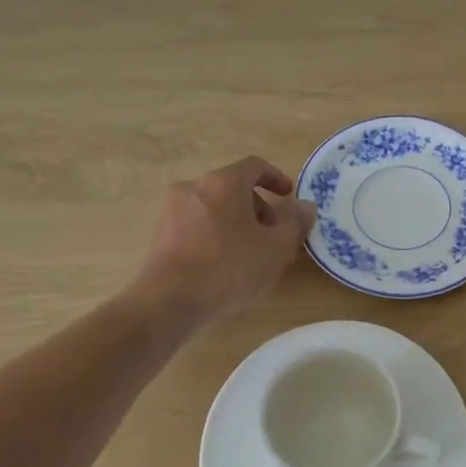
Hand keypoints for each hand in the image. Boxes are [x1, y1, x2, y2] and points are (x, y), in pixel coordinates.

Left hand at [135, 156, 316, 326]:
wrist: (168, 301)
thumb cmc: (229, 267)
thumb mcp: (275, 248)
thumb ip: (294, 223)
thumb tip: (305, 206)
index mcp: (224, 182)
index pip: (255, 166)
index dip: (276, 177)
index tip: (288, 196)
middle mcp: (194, 187)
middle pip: (233, 187)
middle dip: (258, 207)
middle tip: (273, 235)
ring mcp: (172, 210)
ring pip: (214, 207)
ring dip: (237, 222)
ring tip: (250, 254)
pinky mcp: (160, 234)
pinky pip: (197, 224)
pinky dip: (215, 234)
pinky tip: (223, 265)